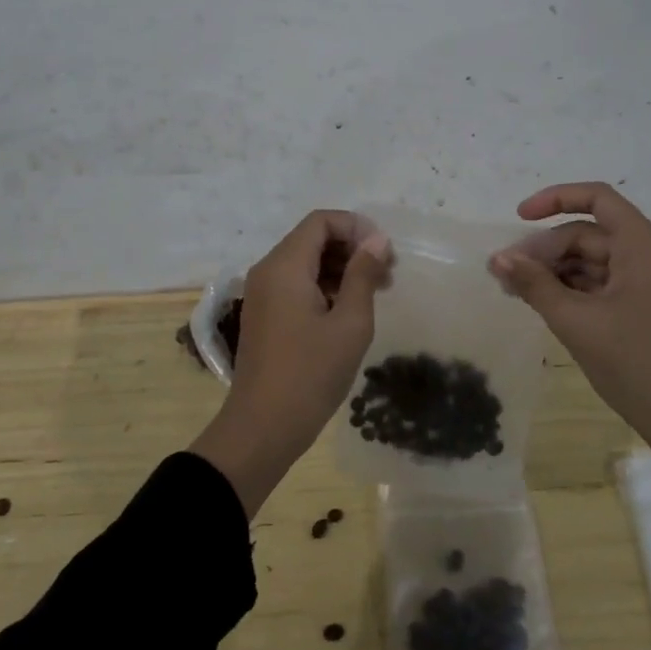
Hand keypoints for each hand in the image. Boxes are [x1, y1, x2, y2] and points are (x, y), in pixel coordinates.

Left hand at [191, 210, 389, 514]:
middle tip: (388, 274)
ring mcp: (263, 293)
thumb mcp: (349, 323)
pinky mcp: (265, 314)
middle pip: (313, 239)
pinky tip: (349, 310)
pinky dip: (324, 287)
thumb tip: (377, 240)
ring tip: (376, 293)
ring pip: (306, 262)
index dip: (356, 227)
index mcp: (285, 266)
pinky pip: (296, 284)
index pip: (321, 221)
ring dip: (341, 268)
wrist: (262, 428)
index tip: (385, 252)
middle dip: (352, 248)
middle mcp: (268, 270)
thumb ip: (363, 275)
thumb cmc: (310, 374)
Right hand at [488, 182, 650, 438]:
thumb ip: (534, 284)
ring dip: (554, 271)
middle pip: (589, 234)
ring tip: (516, 291)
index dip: (556, 199)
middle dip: (545, 249)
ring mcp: (649, 284)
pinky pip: (602, 284)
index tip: (519, 217)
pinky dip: (572, 290)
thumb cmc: (634, 364)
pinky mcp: (645, 308)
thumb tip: (497, 258)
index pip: (598, 198)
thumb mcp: (575, 322)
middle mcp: (649, 256)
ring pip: (593, 261)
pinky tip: (543, 304)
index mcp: (643, 247)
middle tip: (505, 274)